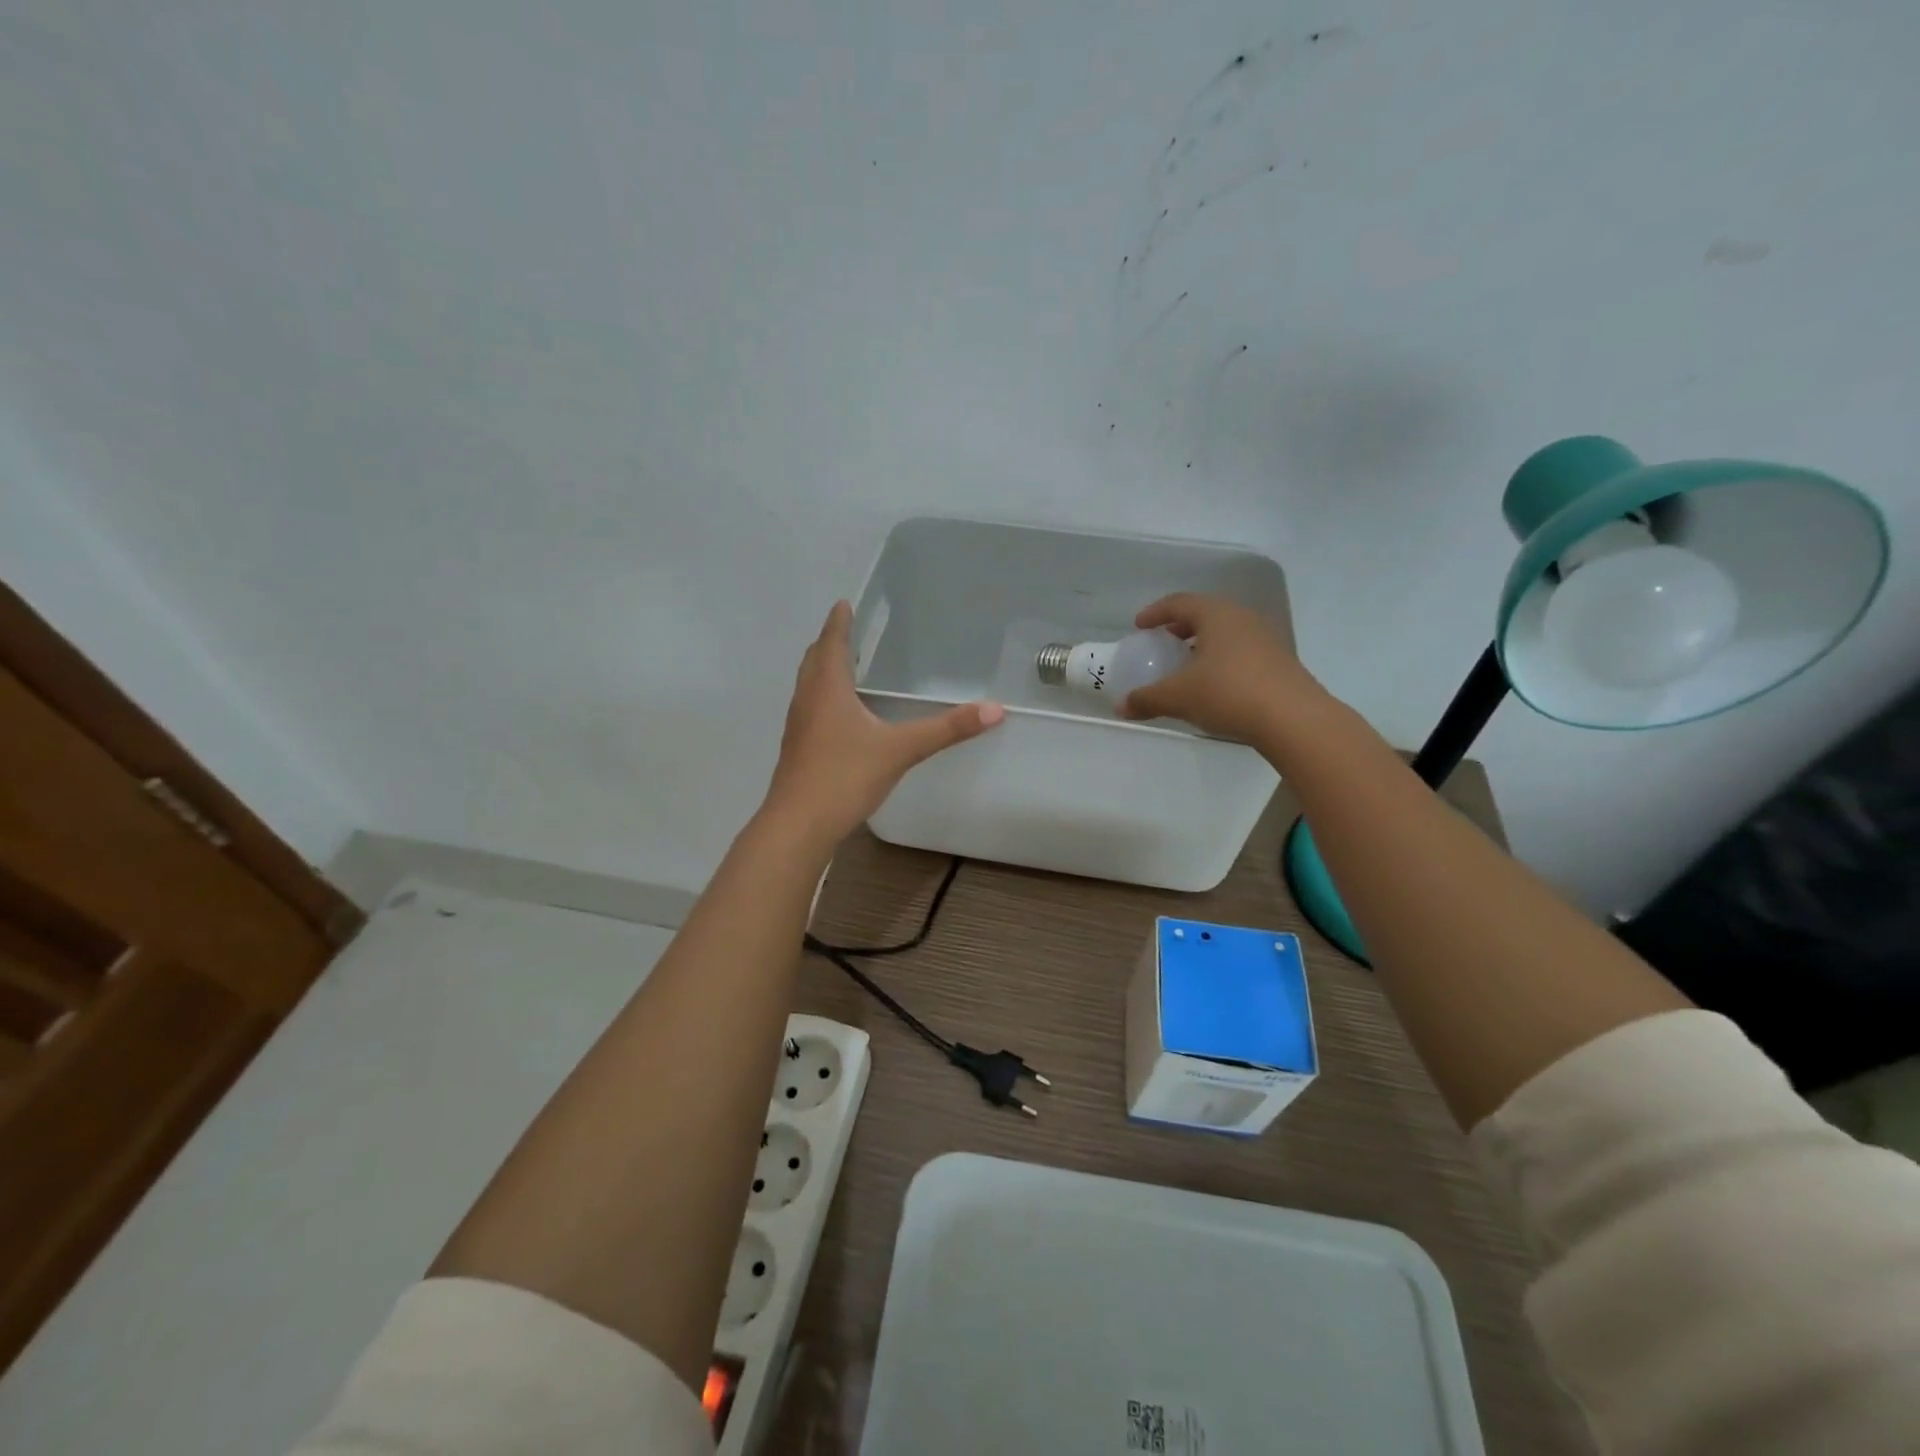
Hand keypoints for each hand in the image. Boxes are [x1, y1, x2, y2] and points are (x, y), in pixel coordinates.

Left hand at [763, 601, 1004, 848]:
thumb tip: (994, 710)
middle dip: (829, 642)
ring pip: (808, 685)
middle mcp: (808, 700)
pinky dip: (822, 697)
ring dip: (823, 669)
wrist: (798, 825)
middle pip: (814, 660)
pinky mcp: (797, 749)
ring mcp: (798, 726)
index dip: (838, 622)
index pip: (832, 643)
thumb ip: (946, 729)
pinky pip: (809, 709)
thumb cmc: (845, 777)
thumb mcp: (901, 750)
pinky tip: (839, 716)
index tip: (844, 604)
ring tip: (843, 666)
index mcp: (827, 689)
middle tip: (846, 630)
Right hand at [1118, 593, 1322, 744]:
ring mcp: (1266, 639)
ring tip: (1187, 666)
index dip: (1156, 612)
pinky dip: (1221, 660)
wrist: (1294, 719)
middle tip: (1162, 644)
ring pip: (1226, 633)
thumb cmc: (1229, 694)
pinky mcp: (1280, 662)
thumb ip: (1147, 699)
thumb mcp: (1179, 697)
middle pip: (1205, 614)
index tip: (1139, 626)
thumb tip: (1120, 706)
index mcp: (1217, 615)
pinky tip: (1214, 685)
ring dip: (1202, 645)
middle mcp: (1243, 618)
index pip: (1180, 602)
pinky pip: (1241, 651)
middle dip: (1180, 627)